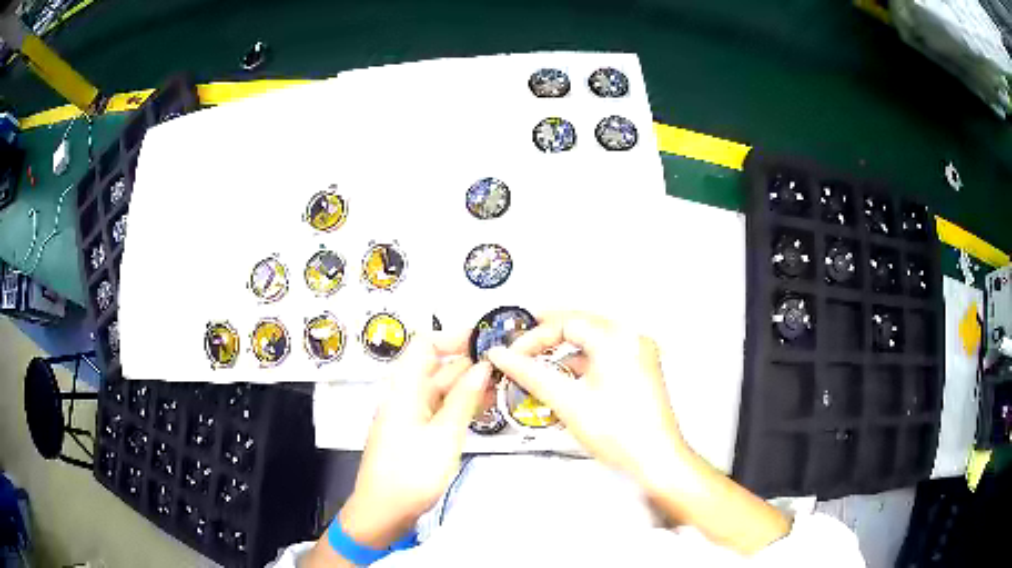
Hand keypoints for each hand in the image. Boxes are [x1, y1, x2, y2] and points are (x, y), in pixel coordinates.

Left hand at [341, 331, 491, 548]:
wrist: (382, 512)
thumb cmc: (410, 474)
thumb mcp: (444, 436)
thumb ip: (463, 399)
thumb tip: (482, 367)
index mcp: (404, 388)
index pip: (425, 344)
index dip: (454, 336)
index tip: (486, 339)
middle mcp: (404, 396)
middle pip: (435, 366)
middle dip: (468, 361)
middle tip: (505, 364)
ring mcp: (409, 415)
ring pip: (440, 389)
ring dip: (467, 384)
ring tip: (502, 383)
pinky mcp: (414, 433)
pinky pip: (439, 409)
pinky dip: (459, 405)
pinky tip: (484, 407)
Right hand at [487, 312, 686, 491]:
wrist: (655, 460)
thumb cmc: (625, 435)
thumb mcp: (568, 401)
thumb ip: (530, 374)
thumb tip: (505, 357)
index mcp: (617, 339)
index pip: (565, 322)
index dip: (533, 337)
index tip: (513, 353)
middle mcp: (632, 340)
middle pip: (579, 324)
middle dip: (547, 336)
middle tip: (521, 345)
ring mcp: (638, 354)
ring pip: (591, 340)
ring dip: (564, 350)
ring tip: (539, 364)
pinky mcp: (639, 370)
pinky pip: (604, 355)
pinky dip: (581, 363)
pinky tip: (566, 379)